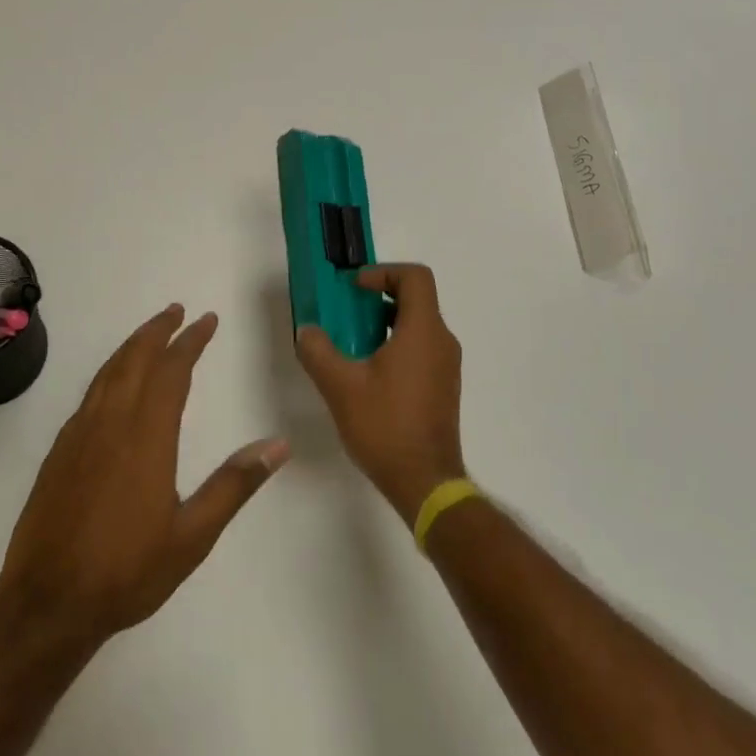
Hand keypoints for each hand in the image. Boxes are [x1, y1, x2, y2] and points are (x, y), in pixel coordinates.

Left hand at [0, 305, 289, 644]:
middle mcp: (111, 423)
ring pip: (108, 373)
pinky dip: (109, 373)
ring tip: (150, 334)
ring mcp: (79, 435)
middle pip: (135, 360)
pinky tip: (114, 384)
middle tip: (177, 311)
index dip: (191, 341)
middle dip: (158, 331)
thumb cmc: (127, 571)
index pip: (172, 372)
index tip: (207, 320)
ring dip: (131, 346)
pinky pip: (89, 394)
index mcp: (146, 437)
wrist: (47, 604)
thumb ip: (234, 485)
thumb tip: (278, 445)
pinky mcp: (59, 451)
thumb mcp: (193, 536)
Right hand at [295, 263, 465, 523]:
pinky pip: (421, 349)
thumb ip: (318, 351)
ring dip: (386, 323)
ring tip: (352, 343)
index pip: (415, 277)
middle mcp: (442, 341)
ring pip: (418, 325)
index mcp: (423, 331)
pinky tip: (369, 373)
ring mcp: (447, 366)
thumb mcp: (340, 386)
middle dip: (379, 297)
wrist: (425, 483)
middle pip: (417, 298)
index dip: (384, 272)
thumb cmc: (385, 427)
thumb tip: (307, 331)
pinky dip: (396, 345)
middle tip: (346, 312)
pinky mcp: (444, 387)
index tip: (355, 289)